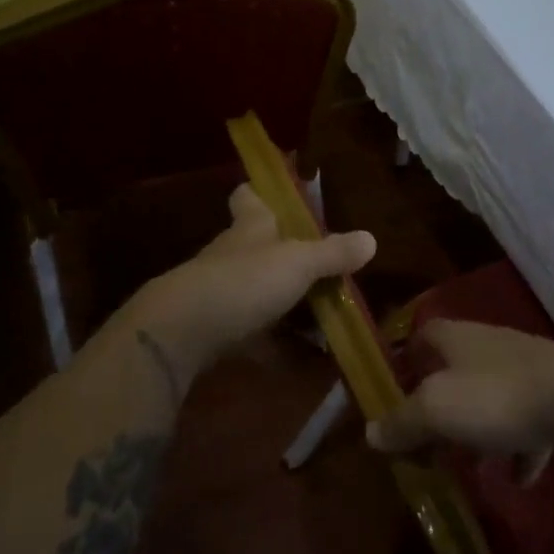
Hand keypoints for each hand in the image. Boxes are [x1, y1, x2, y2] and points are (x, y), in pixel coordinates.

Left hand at [119, 184, 375, 379]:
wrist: (181, 333)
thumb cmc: (244, 281)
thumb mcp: (298, 263)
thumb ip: (333, 253)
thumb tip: (372, 238)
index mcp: (251, 227)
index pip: (249, 197)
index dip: (260, 192)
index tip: (274, 192)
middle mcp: (234, 254)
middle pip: (258, 246)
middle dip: (285, 255)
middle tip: (325, 268)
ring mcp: (221, 292)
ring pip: (257, 291)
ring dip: (285, 303)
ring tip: (325, 318)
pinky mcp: (215, 330)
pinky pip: (253, 335)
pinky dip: (277, 346)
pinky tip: (303, 362)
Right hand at [365, 320, 553, 456]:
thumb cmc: (496, 397)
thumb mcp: (436, 411)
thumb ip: (402, 422)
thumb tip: (371, 432)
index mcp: (455, 337)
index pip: (422, 335)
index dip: (407, 359)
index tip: (396, 391)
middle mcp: (488, 344)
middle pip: (455, 370)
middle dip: (442, 407)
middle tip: (430, 443)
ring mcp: (526, 367)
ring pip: (491, 397)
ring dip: (480, 431)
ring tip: (473, 467)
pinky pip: (528, 421)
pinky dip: (520, 448)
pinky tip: (520, 477)